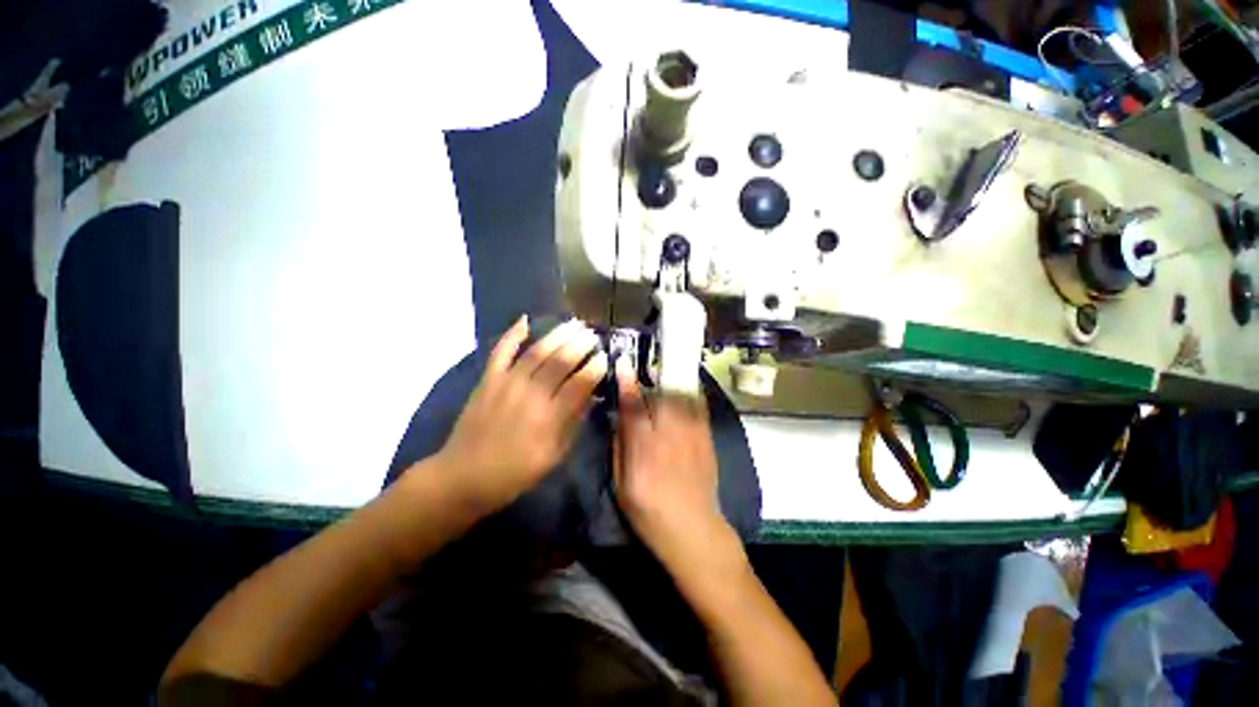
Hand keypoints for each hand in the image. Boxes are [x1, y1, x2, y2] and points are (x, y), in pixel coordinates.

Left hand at [433, 316, 606, 512]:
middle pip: (560, 362)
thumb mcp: (554, 455)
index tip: (605, 357)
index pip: (579, 384)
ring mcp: (506, 384)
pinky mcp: (487, 380)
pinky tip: (525, 320)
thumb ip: (573, 423)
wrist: (463, 476)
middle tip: (593, 335)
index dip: (595, 368)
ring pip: (536, 352)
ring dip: (557, 335)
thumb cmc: (515, 472)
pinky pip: (500, 352)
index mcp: (549, 418)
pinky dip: (512, 335)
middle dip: (580, 345)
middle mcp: (530, 395)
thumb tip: (591, 396)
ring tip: (574, 324)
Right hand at [615, 360, 727, 561]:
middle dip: (652, 380)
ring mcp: (692, 437)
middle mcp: (668, 438)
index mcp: (643, 452)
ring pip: (681, 398)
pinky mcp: (707, 439)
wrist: (693, 530)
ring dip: (671, 384)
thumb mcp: (621, 486)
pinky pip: (700, 408)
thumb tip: (618, 418)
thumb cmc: (649, 513)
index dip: (627, 384)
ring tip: (666, 377)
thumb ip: (619, 448)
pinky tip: (686, 391)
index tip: (624, 364)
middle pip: (661, 397)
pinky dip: (691, 395)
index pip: (634, 409)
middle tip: (647, 372)